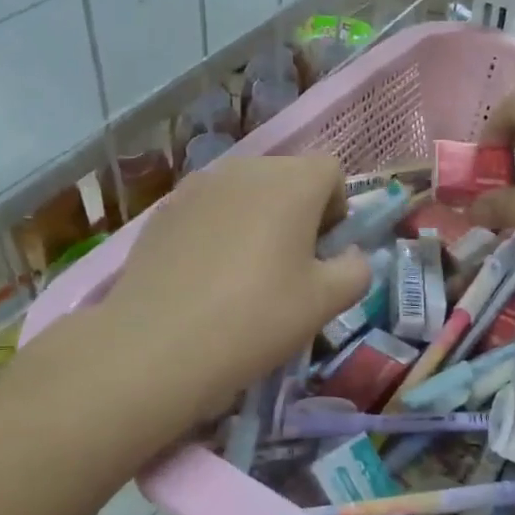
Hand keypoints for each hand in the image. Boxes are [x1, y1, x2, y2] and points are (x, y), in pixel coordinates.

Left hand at [92, 154, 370, 421]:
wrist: (158, 346)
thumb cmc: (257, 318)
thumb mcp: (326, 302)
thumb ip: (356, 270)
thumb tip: (350, 257)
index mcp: (292, 182)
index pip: (331, 171)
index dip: (337, 209)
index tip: (324, 252)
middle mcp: (245, 169)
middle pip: (286, 177)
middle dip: (298, 212)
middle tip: (290, 266)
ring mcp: (197, 186)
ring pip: (244, 192)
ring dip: (256, 219)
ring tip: (244, 273)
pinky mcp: (163, 210)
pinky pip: (208, 209)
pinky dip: (218, 230)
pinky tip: (205, 277)